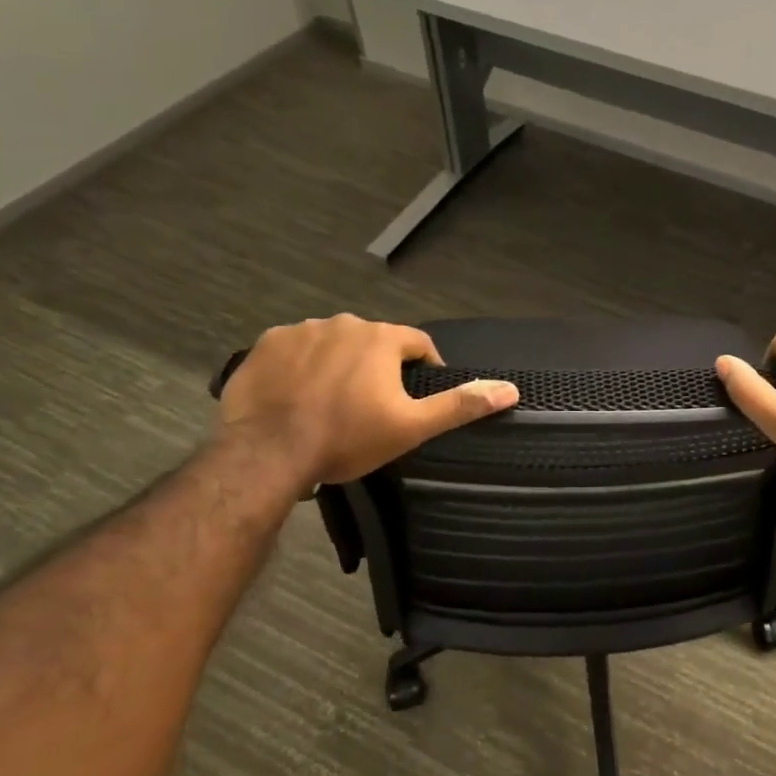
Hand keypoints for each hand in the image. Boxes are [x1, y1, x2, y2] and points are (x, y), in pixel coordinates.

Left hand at [218, 314, 517, 486]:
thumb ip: (460, 405)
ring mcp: (300, 330)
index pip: (417, 343)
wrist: (267, 452)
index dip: (424, 367)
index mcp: (381, 338)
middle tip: (372, 405)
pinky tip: (297, 394)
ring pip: (334, 343)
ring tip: (332, 401)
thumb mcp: (412, 427)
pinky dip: (301, 366)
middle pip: (373, 341)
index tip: (416, 396)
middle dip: (378, 366)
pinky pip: (294, 349)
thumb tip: (510, 389)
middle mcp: (343, 323)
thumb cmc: (347, 438)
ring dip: (340, 363)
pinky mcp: (265, 345)